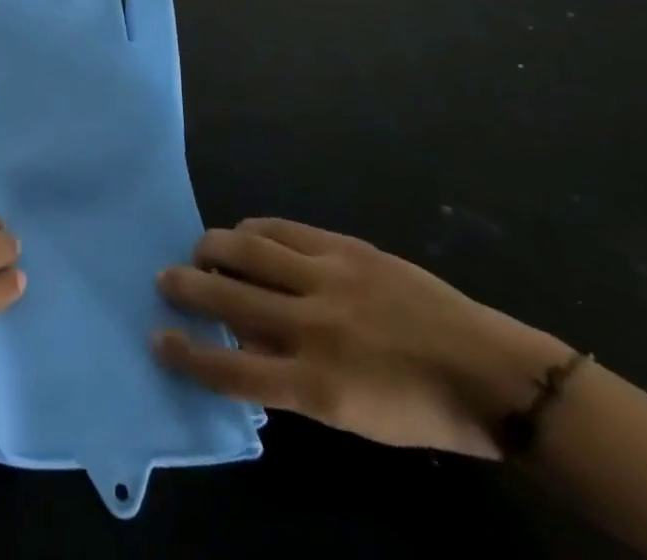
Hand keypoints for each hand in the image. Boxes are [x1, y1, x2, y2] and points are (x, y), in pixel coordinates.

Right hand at [154, 219, 572, 458]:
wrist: (488, 371)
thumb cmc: (420, 410)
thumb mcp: (351, 417)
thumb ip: (292, 381)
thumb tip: (241, 348)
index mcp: (317, 386)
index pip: (230, 370)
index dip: (187, 356)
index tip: (158, 340)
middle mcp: (312, 327)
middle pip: (227, 299)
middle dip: (186, 287)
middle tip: (163, 280)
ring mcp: (328, 279)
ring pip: (248, 250)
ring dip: (213, 248)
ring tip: (200, 251)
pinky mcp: (344, 247)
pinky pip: (282, 229)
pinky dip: (254, 230)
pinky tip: (245, 234)